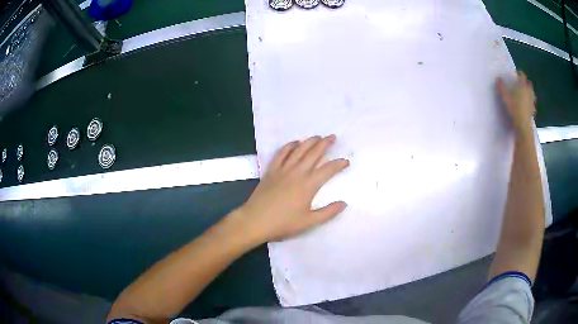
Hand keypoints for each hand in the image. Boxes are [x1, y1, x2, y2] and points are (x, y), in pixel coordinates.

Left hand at [237, 135, 348, 242]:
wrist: (255, 221)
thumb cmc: (283, 223)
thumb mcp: (309, 222)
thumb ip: (328, 212)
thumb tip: (344, 203)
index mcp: (309, 185)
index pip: (328, 170)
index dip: (339, 164)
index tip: (346, 161)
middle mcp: (297, 172)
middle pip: (314, 153)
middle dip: (325, 144)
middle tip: (333, 137)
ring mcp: (283, 169)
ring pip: (299, 150)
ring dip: (309, 141)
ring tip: (318, 136)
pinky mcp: (271, 170)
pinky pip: (281, 153)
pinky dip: (289, 146)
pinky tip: (295, 143)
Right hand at [497, 71, 535, 133]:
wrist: (523, 126)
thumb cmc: (514, 109)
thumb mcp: (505, 97)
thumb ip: (501, 87)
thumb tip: (498, 78)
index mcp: (523, 86)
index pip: (522, 75)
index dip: (519, 74)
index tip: (515, 74)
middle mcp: (529, 92)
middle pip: (529, 84)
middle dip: (526, 83)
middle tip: (521, 85)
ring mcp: (532, 102)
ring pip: (532, 94)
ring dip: (529, 93)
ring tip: (525, 95)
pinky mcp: (533, 111)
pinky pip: (533, 105)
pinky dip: (531, 104)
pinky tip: (528, 107)